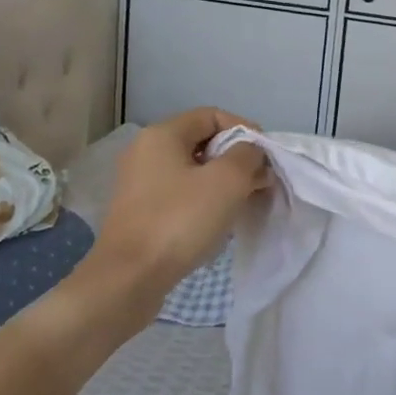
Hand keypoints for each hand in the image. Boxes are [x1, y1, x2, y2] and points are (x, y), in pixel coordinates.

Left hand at [88, 109, 269, 298]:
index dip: (245, 130)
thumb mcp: (227, 181)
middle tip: (260, 181)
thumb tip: (252, 153)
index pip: (212, 116)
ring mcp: (139, 183)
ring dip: (223, 181)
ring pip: (192, 170)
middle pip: (202, 142)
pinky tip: (218, 220)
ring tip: (245, 201)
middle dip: (236, 158)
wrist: (129, 279)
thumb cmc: (180, 221)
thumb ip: (248, 156)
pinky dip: (204, 199)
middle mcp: (145, 152)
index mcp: (162, 135)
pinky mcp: (139, 212)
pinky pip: (180, 193)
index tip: (266, 156)